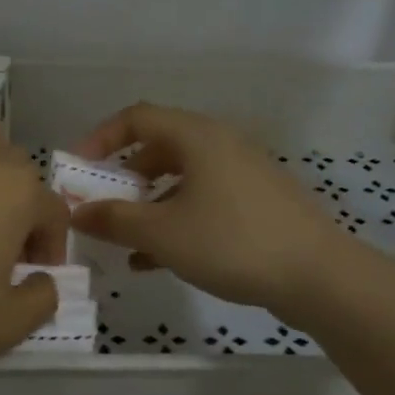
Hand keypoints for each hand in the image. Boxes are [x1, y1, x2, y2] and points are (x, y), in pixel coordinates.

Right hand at [69, 102, 355, 317]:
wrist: (318, 276)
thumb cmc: (232, 242)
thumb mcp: (162, 233)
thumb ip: (114, 219)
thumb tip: (76, 212)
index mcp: (196, 137)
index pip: (136, 118)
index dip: (100, 138)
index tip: (78, 170)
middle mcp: (220, 144)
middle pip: (158, 147)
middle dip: (123, 177)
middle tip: (101, 205)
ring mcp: (242, 173)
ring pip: (181, 179)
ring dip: (147, 204)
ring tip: (124, 241)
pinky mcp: (256, 202)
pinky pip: (203, 200)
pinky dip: (175, 219)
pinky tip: (155, 260)